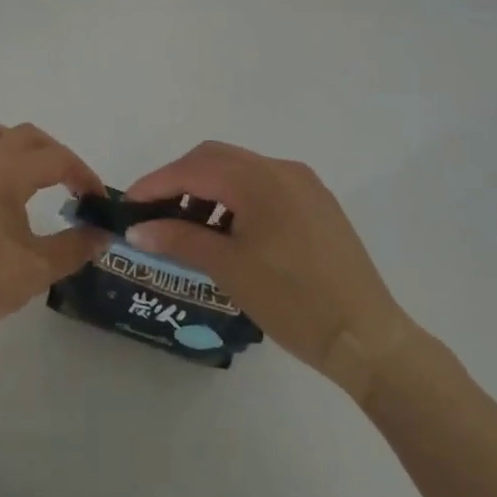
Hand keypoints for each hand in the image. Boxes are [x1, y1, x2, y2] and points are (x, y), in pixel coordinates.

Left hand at [0, 120, 108, 344]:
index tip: (98, 201)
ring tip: (32, 175)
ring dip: (17, 145)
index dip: (84, 175)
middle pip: (26, 135)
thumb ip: (75, 247)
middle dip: (56, 154)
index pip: (56, 158)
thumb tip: (103, 233)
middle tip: (72, 185)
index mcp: (7, 171)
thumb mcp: (37, 269)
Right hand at [125, 141, 417, 401]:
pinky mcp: (317, 203)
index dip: (156, 183)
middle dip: (180, 180)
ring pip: (240, 170)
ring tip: (189, 228)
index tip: (128, 204)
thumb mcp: (228, 269)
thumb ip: (178, 240)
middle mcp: (281, 169)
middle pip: (215, 158)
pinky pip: (264, 186)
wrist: (367, 338)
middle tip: (154, 212)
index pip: (193, 169)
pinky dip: (236, 199)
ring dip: (208, 189)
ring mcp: (303, 184)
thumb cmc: (293, 301)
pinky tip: (227, 232)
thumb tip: (137, 229)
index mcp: (259, 179)